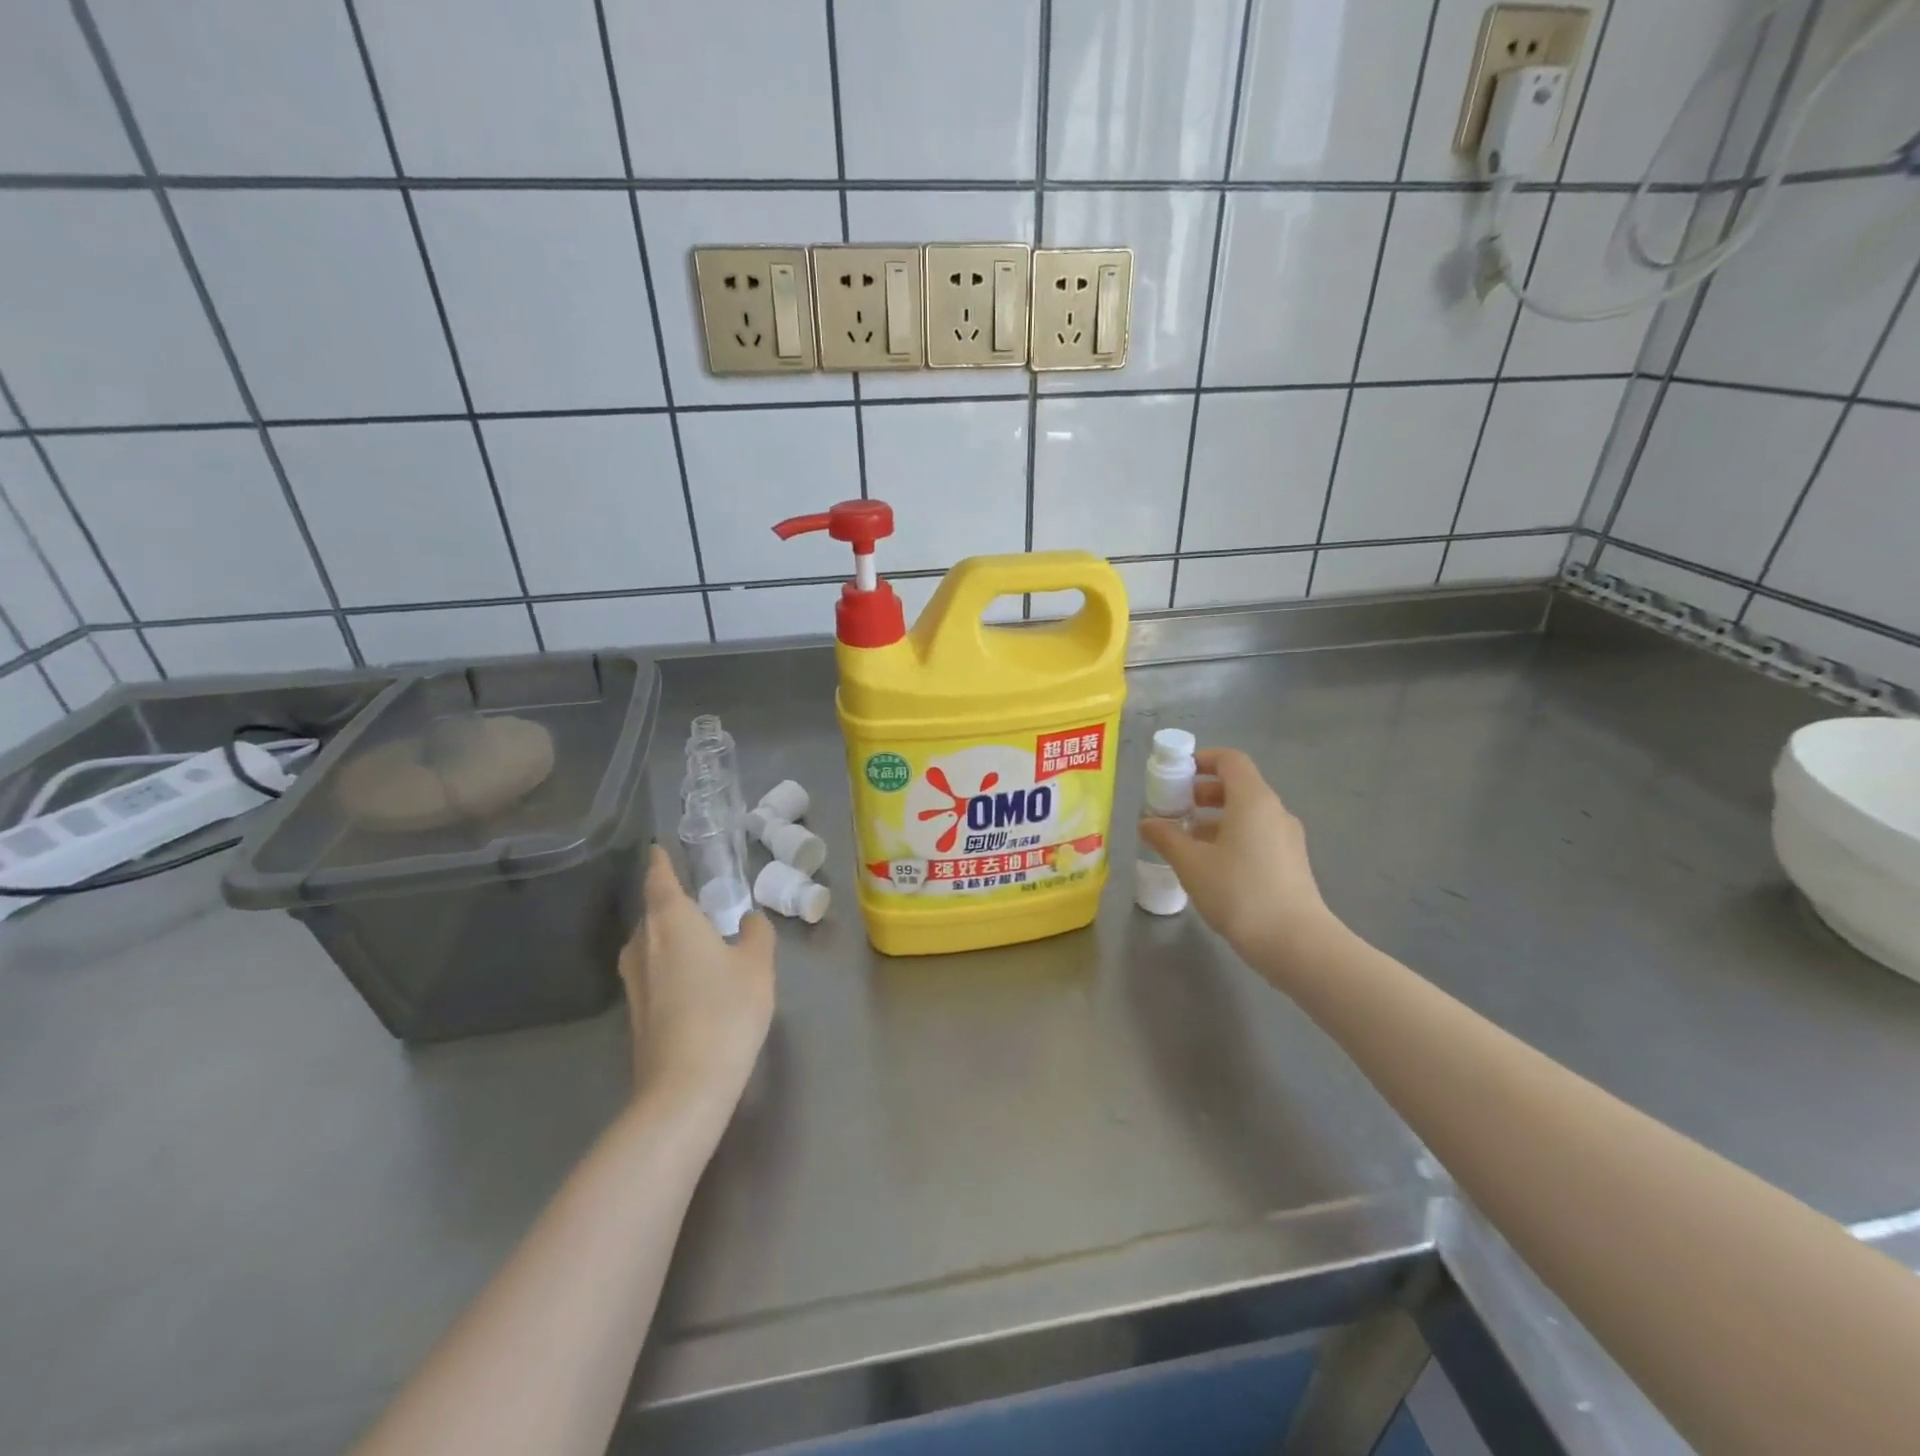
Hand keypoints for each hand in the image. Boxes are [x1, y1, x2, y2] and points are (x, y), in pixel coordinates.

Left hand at [618, 846, 774, 1111]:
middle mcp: (643, 942)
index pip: (659, 878)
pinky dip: (670, 965)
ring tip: (703, 942)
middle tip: (705, 903)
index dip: (660, 861)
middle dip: (674, 904)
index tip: (659, 848)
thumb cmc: (726, 1010)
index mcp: (670, 919)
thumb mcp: (757, 965)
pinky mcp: (634, 1011)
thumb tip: (749, 921)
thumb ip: (757, 934)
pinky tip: (695, 981)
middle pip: (654, 912)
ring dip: (672, 937)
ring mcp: (633, 980)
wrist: (685, 1085)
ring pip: (651, 944)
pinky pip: (652, 971)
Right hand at [1138, 748, 1346, 977]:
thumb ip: (1166, 837)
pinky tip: (1211, 865)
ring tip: (1187, 841)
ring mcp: (1287, 838)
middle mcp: (1275, 811)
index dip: (1202, 760)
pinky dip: (1232, 837)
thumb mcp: (1191, 863)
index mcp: (1253, 800)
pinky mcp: (1291, 862)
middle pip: (1238, 786)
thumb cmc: (1239, 892)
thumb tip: (1146, 822)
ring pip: (1247, 814)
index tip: (1177, 773)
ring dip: (1215, 818)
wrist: (1295, 942)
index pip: (1230, 760)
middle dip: (1203, 792)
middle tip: (1175, 809)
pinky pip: (1257, 835)